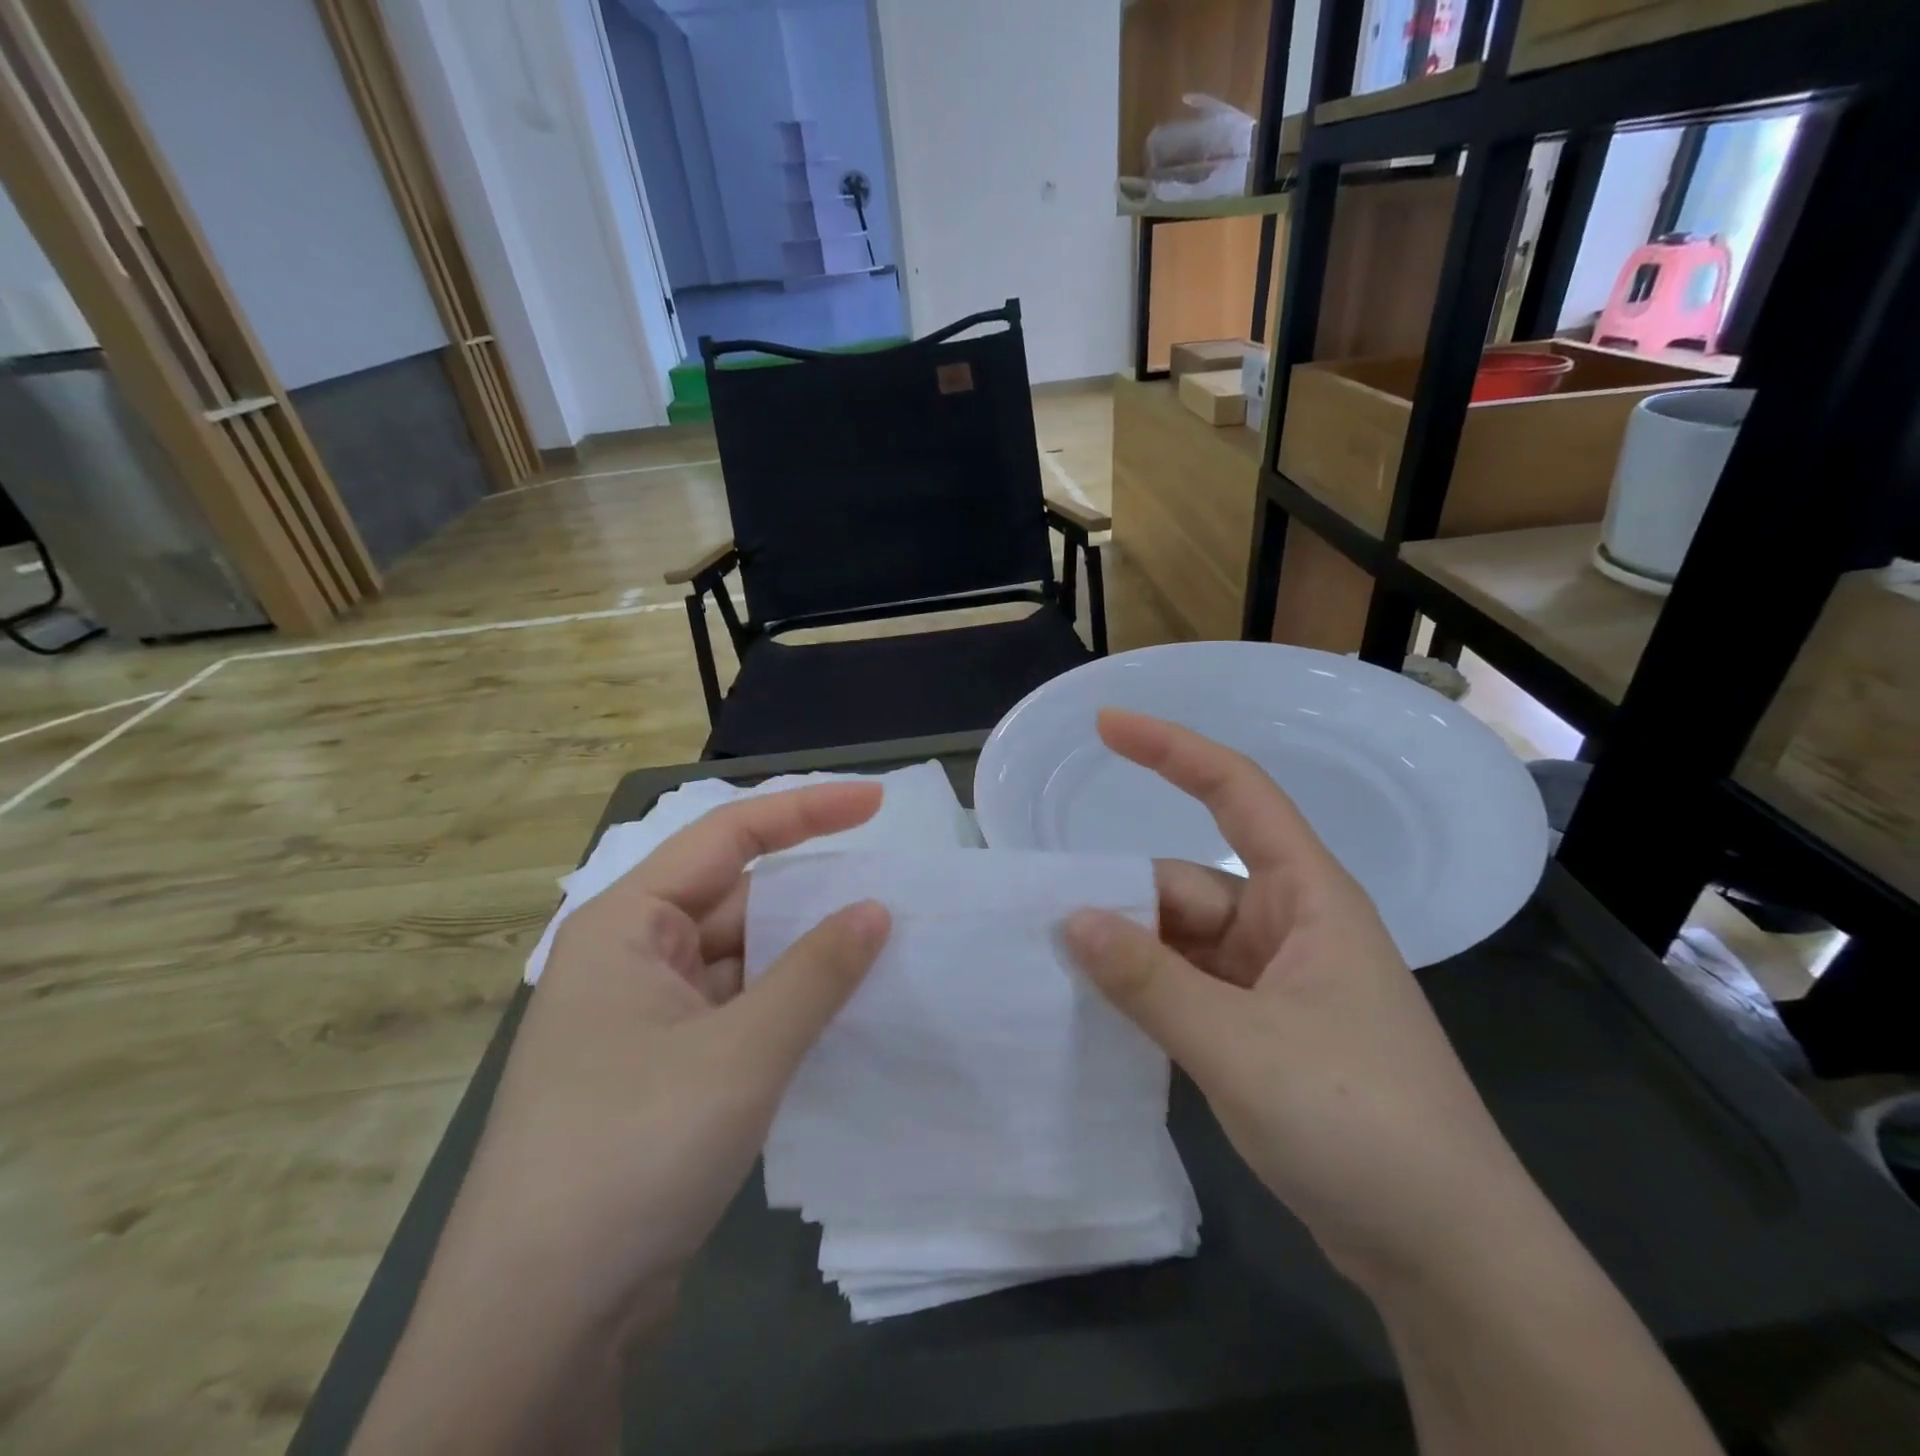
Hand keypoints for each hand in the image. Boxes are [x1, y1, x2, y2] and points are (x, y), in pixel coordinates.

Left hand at [445, 784, 892, 1330]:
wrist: (538, 1323)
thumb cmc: (631, 1152)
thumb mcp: (740, 1054)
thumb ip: (815, 973)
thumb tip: (875, 909)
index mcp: (627, 925)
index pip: (727, 837)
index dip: (807, 811)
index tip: (877, 803)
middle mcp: (630, 959)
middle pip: (736, 900)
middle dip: (812, 895)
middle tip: (892, 891)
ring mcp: (644, 1019)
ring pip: (741, 961)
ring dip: (804, 957)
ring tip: (883, 949)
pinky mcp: (661, 1072)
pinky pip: (738, 1011)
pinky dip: (787, 1006)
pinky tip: (839, 1013)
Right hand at [1063, 711, 1541, 1292]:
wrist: (1446, 1256)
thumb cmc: (1361, 1125)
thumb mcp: (1241, 1047)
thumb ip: (1150, 981)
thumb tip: (1071, 920)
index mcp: (1306, 898)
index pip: (1237, 793)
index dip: (1171, 750)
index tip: (1106, 727)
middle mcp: (1288, 927)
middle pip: (1186, 886)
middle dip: (1120, 901)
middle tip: (1042, 924)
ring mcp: (1274, 983)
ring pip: (1181, 943)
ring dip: (1128, 955)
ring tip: (1055, 970)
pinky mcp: (1263, 1032)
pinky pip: (1188, 989)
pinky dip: (1146, 995)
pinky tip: (1098, 1013)